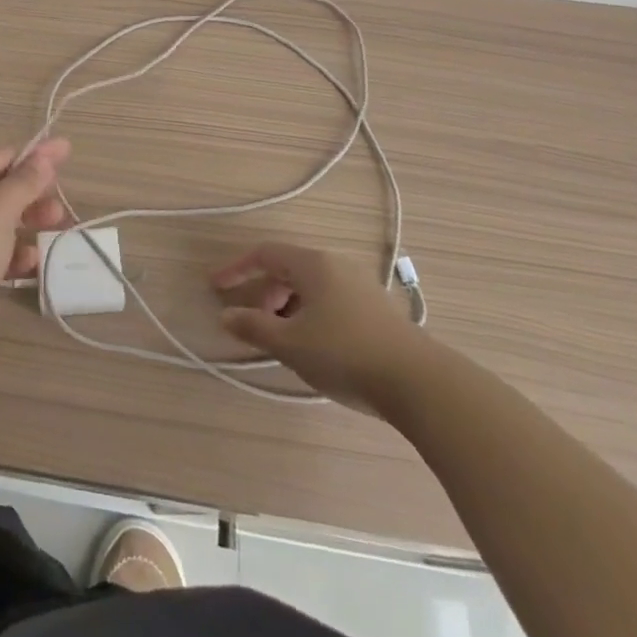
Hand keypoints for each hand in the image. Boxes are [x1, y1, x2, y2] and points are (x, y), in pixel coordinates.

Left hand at [0, 139, 70, 358]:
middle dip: (34, 195)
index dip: (35, 157)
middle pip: (2, 190)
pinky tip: (31, 263)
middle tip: (62, 205)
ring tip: (57, 228)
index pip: (1, 158)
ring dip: (29, 224)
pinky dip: (14, 255)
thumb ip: (25, 181)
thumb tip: (47, 153)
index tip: (67, 153)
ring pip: (1, 222)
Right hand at [213, 242, 433, 415]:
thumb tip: (226, 316)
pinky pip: (332, 301)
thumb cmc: (344, 354)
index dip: (236, 269)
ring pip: (312, 288)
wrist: (420, 383)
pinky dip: (312, 315)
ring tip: (284, 341)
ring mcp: (361, 286)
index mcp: (313, 264)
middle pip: (289, 270)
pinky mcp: (378, 310)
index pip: (264, 254)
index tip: (216, 288)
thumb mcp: (290, 344)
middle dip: (265, 294)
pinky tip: (316, 348)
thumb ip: (253, 328)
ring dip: (288, 308)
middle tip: (255, 325)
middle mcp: (337, 266)